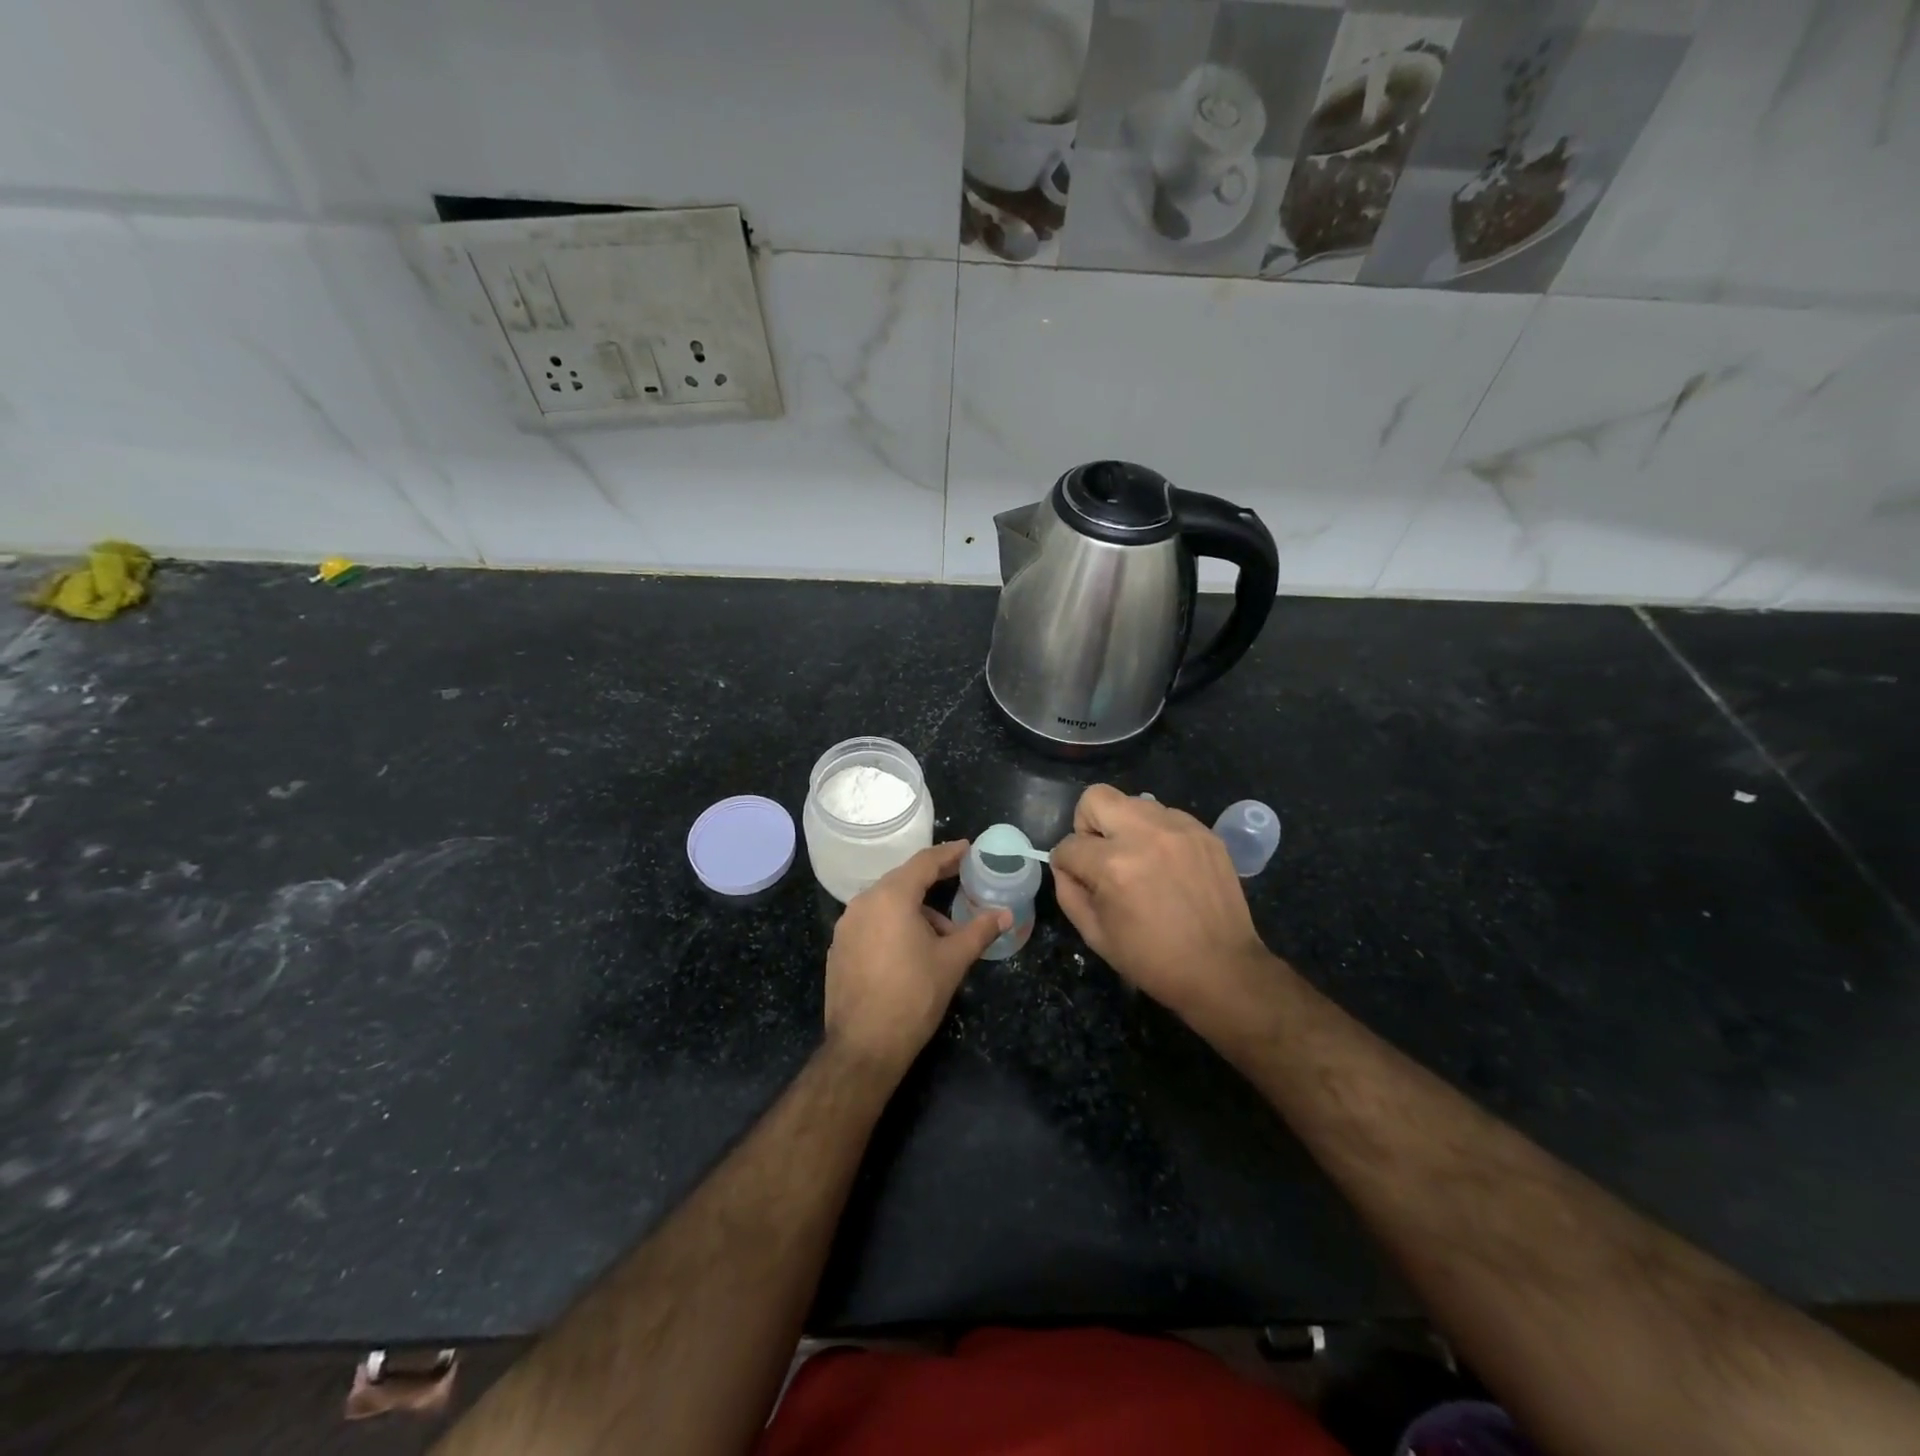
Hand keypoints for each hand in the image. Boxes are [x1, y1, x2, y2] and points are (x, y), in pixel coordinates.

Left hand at [824, 842, 1010, 1072]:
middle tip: (959, 881)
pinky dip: (894, 926)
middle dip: (933, 883)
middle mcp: (863, 903)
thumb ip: (979, 931)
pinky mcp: (839, 948)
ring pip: (887, 904)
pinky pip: (872, 924)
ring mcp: (846, 926)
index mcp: (890, 897)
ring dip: (915, 911)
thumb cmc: (913, 996)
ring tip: (943, 936)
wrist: (864, 1046)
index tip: (967, 848)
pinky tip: (911, 951)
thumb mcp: (953, 960)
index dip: (948, 854)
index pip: (923, 863)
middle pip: (903, 881)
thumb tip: (1006, 915)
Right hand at [1051, 785, 1272, 1030]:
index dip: (1066, 864)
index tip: (1078, 879)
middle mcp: (1145, 835)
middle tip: (1102, 854)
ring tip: (1139, 860)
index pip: (1068, 845)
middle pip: (1096, 798)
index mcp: (1113, 865)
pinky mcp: (1204, 832)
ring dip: (1125, 827)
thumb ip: (1068, 892)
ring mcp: (1179, 829)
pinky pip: (1165, 815)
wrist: (1222, 969)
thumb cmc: (1151, 959)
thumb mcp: (1094, 935)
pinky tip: (1166, 864)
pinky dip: (1157, 834)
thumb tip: (1065, 866)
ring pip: (1132, 802)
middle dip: (1088, 824)